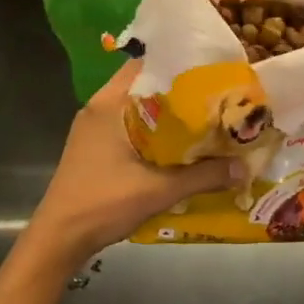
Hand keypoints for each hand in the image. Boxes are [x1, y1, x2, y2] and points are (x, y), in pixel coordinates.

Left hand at [25, 61, 240, 269]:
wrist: (58, 240)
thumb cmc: (103, 204)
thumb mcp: (159, 190)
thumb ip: (203, 176)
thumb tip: (244, 168)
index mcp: (109, 104)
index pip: (146, 64)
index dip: (178, 63)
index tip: (210, 69)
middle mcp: (99, 108)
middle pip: (144, 85)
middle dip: (178, 90)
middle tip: (215, 95)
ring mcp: (93, 128)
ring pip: (137, 108)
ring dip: (166, 112)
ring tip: (203, 118)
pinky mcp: (93, 147)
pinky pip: (129, 125)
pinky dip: (152, 129)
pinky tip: (177, 144)